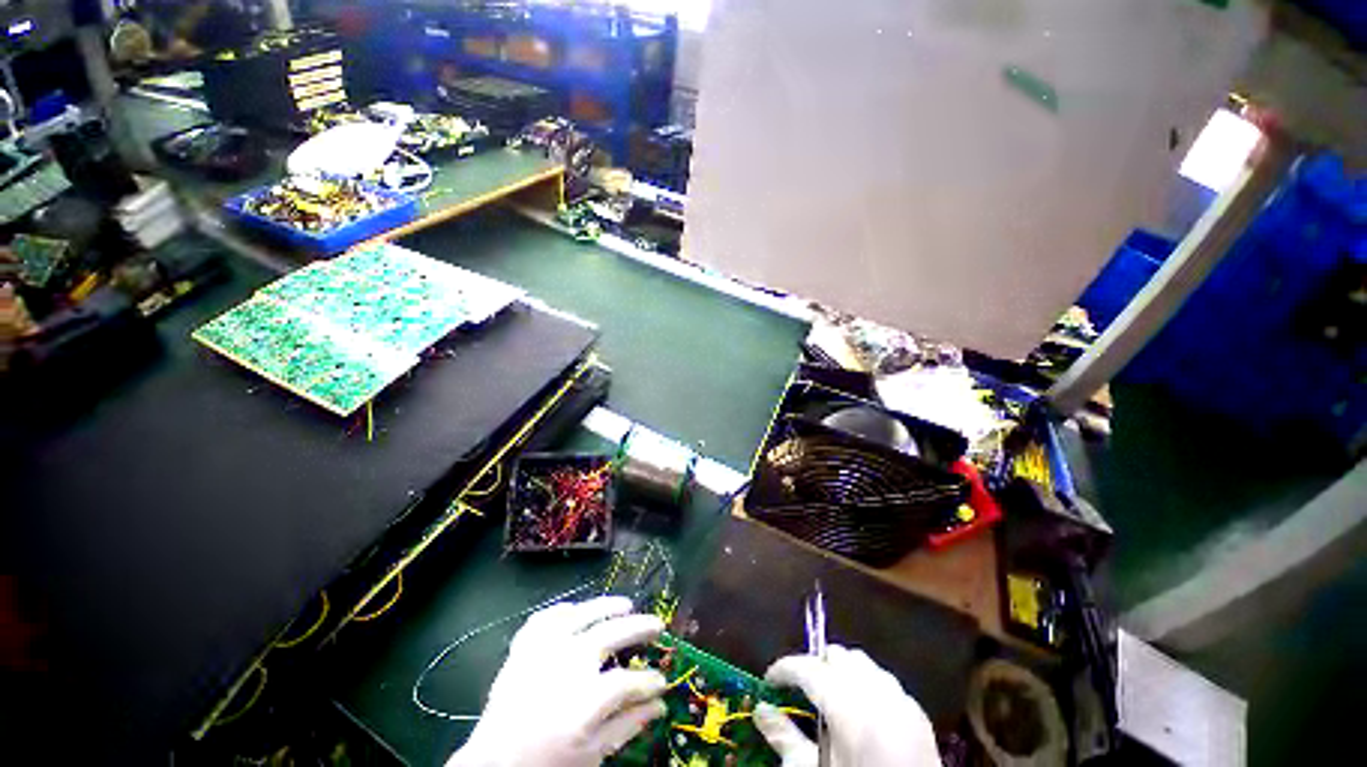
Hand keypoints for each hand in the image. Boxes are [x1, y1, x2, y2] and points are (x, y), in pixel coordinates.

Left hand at [446, 596, 666, 766]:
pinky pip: (545, 618)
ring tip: (626, 605)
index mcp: (583, 699)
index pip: (628, 682)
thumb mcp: (591, 755)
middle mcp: (565, 664)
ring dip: (607, 606)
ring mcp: (542, 651)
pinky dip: (563, 611)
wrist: (493, 766)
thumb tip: (659, 705)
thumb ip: (627, 725)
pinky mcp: (523, 648)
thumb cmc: (546, 763)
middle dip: (639, 627)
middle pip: (611, 633)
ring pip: (581, 614)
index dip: (649, 680)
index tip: (662, 681)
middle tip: (657, 624)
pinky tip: (576, 611)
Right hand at [754, 645, 941, 766]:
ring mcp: (899, 697)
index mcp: (846, 703)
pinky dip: (868, 685)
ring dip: (842, 671)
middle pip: (836, 655)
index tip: (769, 682)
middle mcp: (873, 689)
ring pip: (862, 662)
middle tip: (802, 690)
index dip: (783, 669)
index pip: (806, 667)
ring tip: (832, 698)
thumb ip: (784, 737)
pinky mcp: (917, 712)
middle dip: (815, 665)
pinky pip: (885, 681)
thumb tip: (759, 709)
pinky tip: (863, 713)